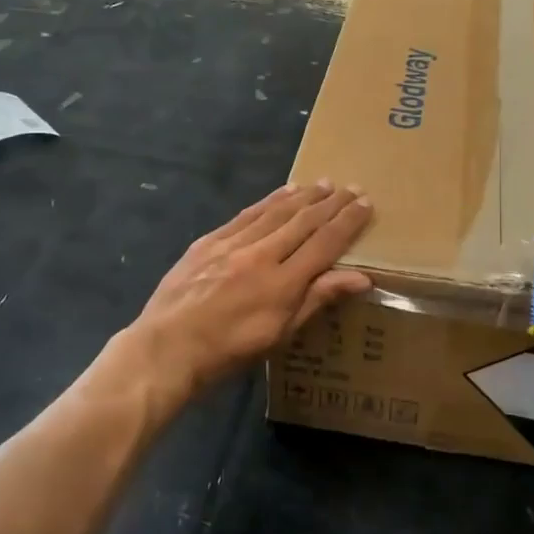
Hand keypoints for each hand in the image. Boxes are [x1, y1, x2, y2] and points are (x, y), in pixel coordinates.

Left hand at [126, 181, 372, 395]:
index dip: (348, 222)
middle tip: (351, 187)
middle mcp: (261, 254)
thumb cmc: (230, 350)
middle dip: (331, 203)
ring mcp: (233, 244)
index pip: (325, 243)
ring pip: (276, 212)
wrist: (168, 348)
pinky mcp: (209, 241)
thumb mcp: (281, 334)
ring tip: (323, 183)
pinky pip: (247, 214)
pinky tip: (282, 193)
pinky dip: (269, 201)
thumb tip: (362, 278)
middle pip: (304, 221)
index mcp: (283, 282)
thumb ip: (319, 299)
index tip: (366, 203)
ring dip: (303, 196)